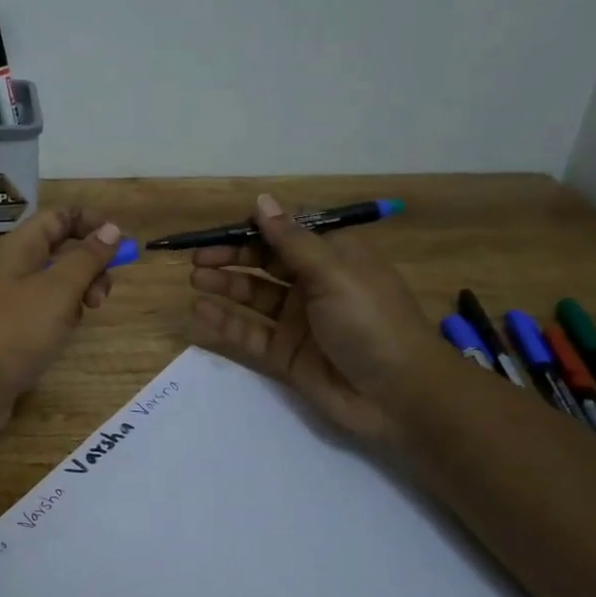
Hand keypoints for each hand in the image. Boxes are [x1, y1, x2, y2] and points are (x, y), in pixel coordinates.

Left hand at [0, 205, 123, 438]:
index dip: (91, 223)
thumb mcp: (59, 289)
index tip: (120, 244)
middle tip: (101, 294)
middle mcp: (11, 267)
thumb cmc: (15, 330)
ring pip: (54, 282)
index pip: (59, 216)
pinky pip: (43, 310)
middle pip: (59, 249)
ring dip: (78, 293)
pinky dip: (60, 316)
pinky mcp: (9, 329)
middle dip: (89, 265)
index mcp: (18, 246)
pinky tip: (63, 335)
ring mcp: (8, 299)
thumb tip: (111, 228)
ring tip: (83, 316)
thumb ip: (87, 258)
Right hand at [186, 193, 452, 448]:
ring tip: (195, 280)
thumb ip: (291, 240)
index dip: (253, 230)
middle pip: (265, 263)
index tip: (220, 230)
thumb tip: (262, 200)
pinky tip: (201, 312)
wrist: (399, 396)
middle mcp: (314, 285)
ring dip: (225, 285)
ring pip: (254, 296)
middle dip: (232, 257)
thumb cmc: (372, 321)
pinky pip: (250, 333)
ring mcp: (298, 321)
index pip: (286, 234)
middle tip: (198, 258)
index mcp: (333, 258)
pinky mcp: (286, 354)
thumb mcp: (333, 273)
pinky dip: (225, 323)